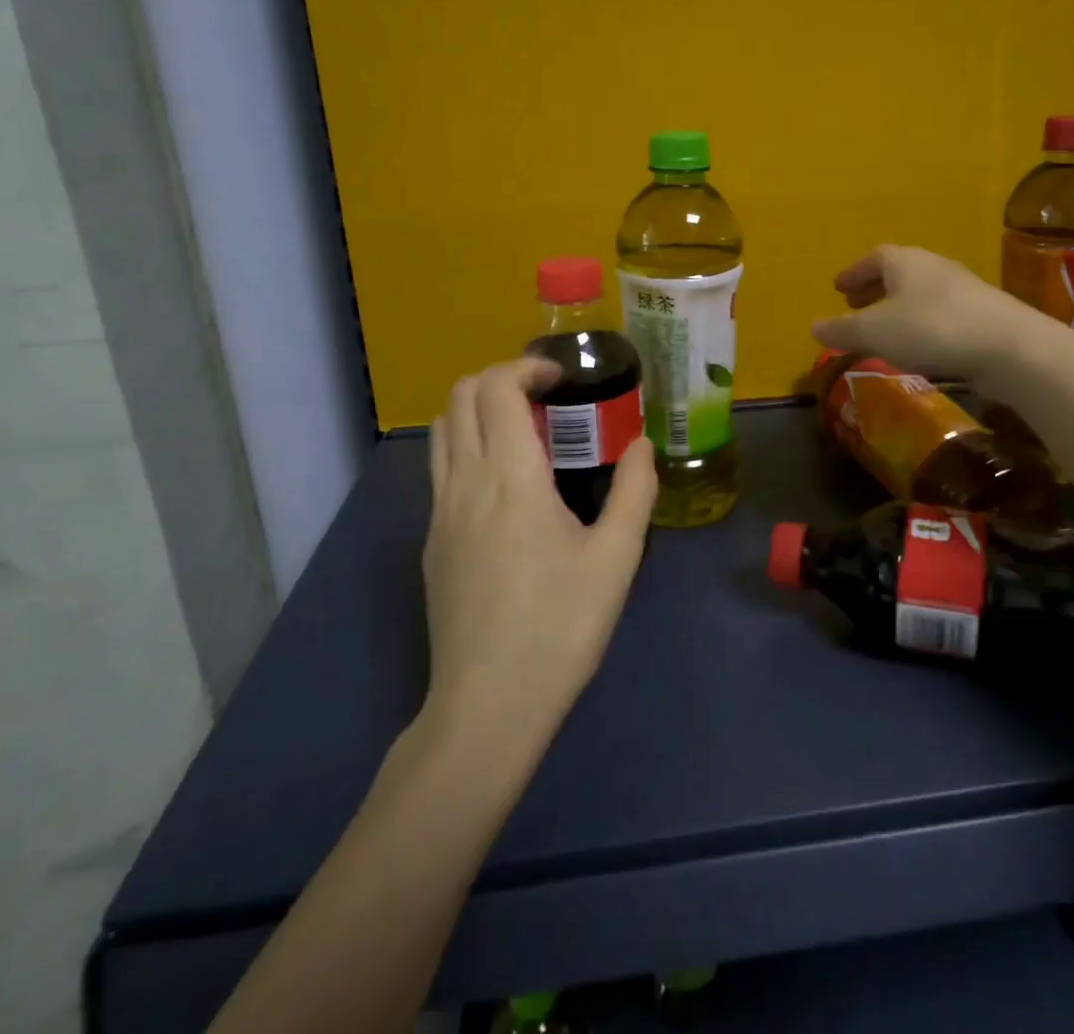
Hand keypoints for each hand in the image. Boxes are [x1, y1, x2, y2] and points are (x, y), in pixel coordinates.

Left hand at [422, 358, 656, 746]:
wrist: (488, 706)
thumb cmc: (559, 626)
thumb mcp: (617, 558)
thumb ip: (634, 489)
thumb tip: (641, 443)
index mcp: (509, 476)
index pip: (495, 388)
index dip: (525, 367)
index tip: (562, 379)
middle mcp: (463, 482)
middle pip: (459, 397)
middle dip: (500, 380)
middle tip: (546, 400)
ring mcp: (439, 514)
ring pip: (442, 432)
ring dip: (478, 412)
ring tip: (526, 436)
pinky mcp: (432, 543)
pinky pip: (441, 470)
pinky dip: (468, 449)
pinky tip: (507, 490)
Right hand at [812, 244, 1030, 380]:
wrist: (1007, 346)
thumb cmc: (930, 328)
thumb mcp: (875, 332)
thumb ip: (842, 330)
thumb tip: (813, 326)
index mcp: (905, 262)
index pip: (874, 258)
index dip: (854, 273)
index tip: (838, 288)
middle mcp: (933, 266)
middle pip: (898, 272)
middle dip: (874, 288)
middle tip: (856, 305)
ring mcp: (962, 289)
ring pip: (920, 292)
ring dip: (898, 306)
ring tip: (883, 329)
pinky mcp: (982, 313)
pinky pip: (940, 312)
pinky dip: (920, 322)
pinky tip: (917, 346)